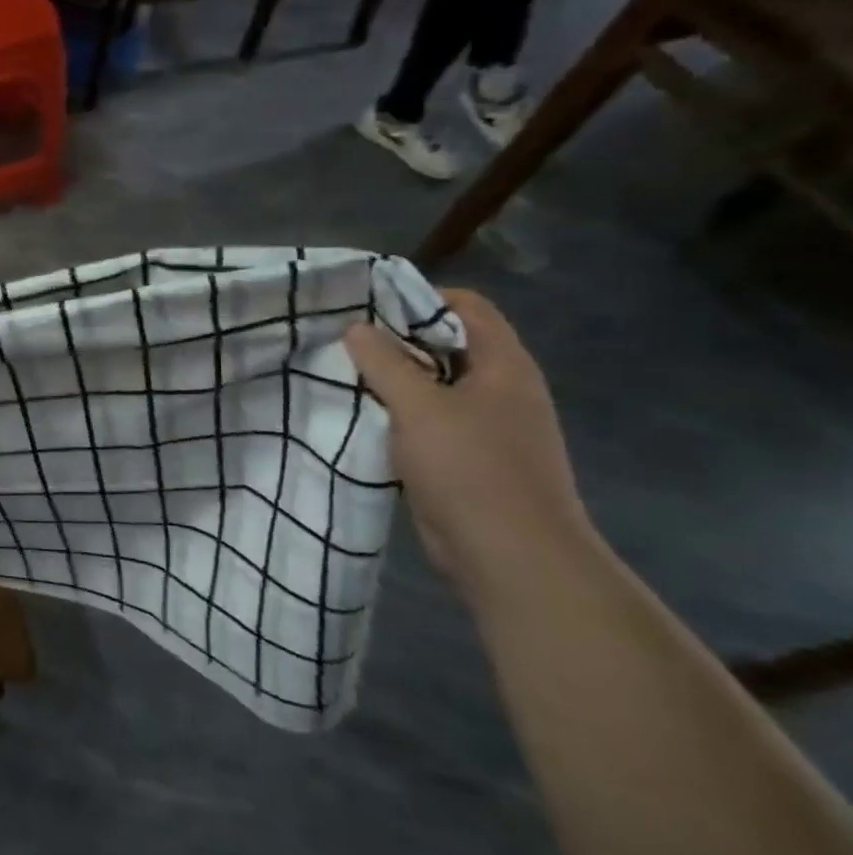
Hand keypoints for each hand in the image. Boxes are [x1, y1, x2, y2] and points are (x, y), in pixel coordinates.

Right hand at [345, 290, 590, 600]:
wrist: (511, 556)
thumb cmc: (471, 468)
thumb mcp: (419, 407)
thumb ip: (384, 362)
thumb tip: (355, 328)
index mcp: (504, 365)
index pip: (466, 306)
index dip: (419, 298)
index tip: (367, 306)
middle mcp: (500, 388)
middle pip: (446, 344)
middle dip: (395, 340)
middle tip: (343, 340)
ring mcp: (486, 426)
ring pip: (433, 385)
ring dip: (392, 379)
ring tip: (343, 375)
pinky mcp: (467, 458)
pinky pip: (427, 421)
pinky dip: (396, 414)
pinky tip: (361, 417)